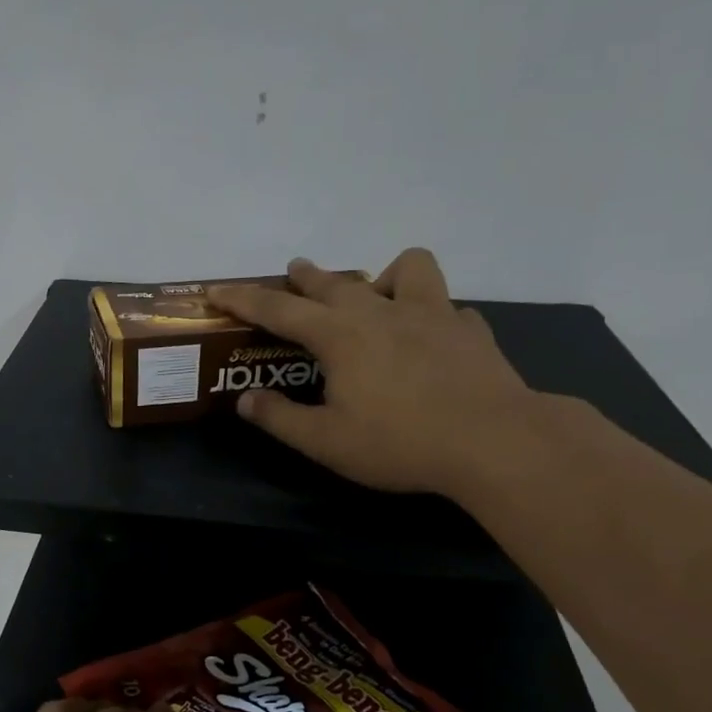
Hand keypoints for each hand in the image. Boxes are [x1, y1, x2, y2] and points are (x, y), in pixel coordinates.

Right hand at [208, 250, 537, 495]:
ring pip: (407, 268)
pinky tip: (430, 336)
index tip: (217, 291)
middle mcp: (382, 312)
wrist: (494, 441)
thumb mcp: (326, 442)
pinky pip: (446, 307)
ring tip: (377, 295)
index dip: (243, 299)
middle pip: (335, 282)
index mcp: (340, 336)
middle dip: (306, 277)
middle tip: (293, 273)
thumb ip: (280, 419)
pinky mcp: (470, 330)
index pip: (279, 309)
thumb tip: (244, 401)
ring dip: (384, 275)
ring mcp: (432, 315)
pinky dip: (431, 315)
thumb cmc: (400, 443)